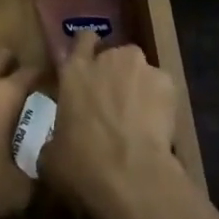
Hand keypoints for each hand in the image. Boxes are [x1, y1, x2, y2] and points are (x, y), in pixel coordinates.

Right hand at [41, 32, 184, 218]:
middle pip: (113, 55)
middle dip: (113, 73)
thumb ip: (55, 136)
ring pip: (138, 70)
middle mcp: (107, 58)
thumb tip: (58, 142)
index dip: (86, 51)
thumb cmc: (84, 167)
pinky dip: (159, 102)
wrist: (133, 179)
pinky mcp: (167, 82)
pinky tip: (157, 127)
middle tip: (112, 102)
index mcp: (74, 70)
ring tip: (138, 117)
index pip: (82, 39)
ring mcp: (139, 67)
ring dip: (137, 86)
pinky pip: (160, 88)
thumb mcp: (51, 158)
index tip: (88, 68)